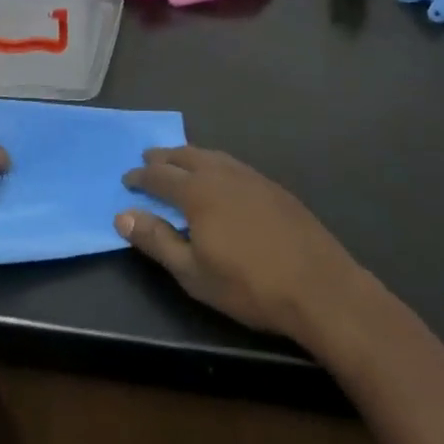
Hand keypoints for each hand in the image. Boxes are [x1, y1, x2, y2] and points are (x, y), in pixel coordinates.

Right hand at [118, 147, 365, 341]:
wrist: (320, 288)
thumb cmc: (249, 285)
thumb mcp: (193, 272)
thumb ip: (156, 240)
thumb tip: (123, 215)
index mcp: (197, 192)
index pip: (159, 176)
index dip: (140, 177)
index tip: (127, 180)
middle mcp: (221, 174)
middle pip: (185, 156)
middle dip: (163, 158)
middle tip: (148, 160)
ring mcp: (251, 177)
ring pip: (212, 156)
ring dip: (190, 156)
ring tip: (180, 163)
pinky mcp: (273, 187)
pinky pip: (233, 165)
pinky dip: (215, 164)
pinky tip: (220, 179)